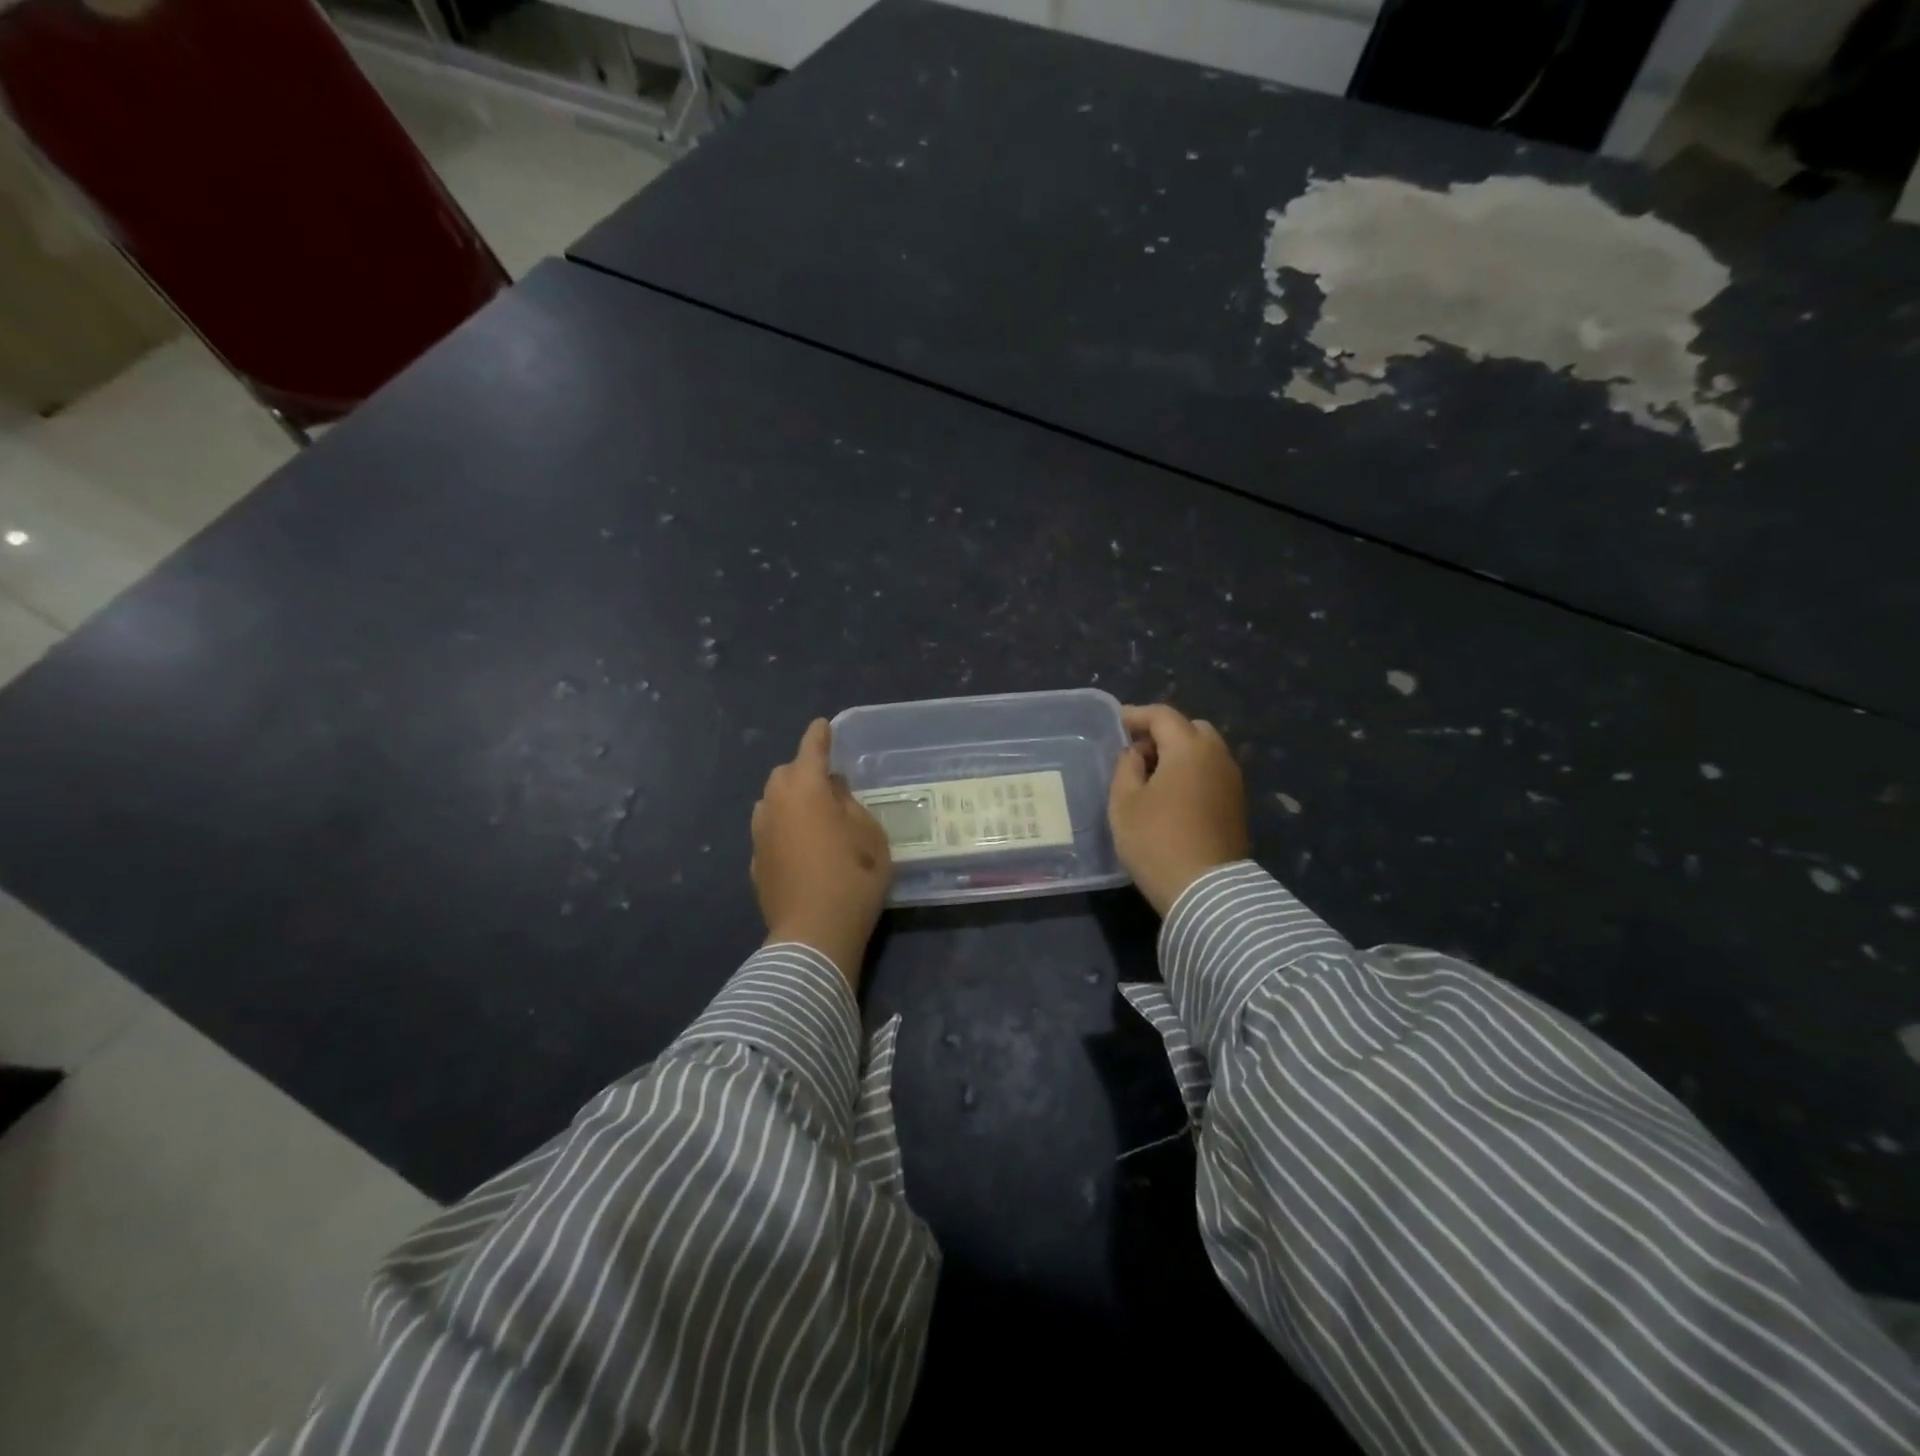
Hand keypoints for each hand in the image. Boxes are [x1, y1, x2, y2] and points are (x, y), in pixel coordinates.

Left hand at [751, 718, 893, 984]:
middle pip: (785, 774)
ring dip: (789, 799)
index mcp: (806, 790)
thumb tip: (835, 793)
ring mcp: (760, 835)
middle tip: (829, 785)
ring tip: (813, 816)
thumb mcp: (871, 836)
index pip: (811, 750)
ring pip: (771, 802)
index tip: (823, 726)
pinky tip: (801, 848)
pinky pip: (769, 831)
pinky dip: (783, 829)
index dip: (819, 736)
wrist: (814, 934)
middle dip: (803, 771)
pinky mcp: (755, 862)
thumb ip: (852, 805)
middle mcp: (775, 805)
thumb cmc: (852, 878)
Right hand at [1108, 703, 1249, 916]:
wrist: (1206, 891)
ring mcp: (1232, 781)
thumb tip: (1137, 753)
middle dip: (1164, 732)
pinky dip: (1192, 772)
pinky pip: (1212, 773)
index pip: (1163, 716)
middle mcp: (1218, 756)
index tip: (1118, 723)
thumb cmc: (1156, 841)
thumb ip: (1126, 767)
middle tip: (1137, 751)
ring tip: (1152, 775)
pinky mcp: (1237, 805)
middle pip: (1191, 728)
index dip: (1137, 715)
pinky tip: (1172, 793)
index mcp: (1189, 748)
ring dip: (1180, 753)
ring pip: (1205, 751)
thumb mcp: (1124, 802)